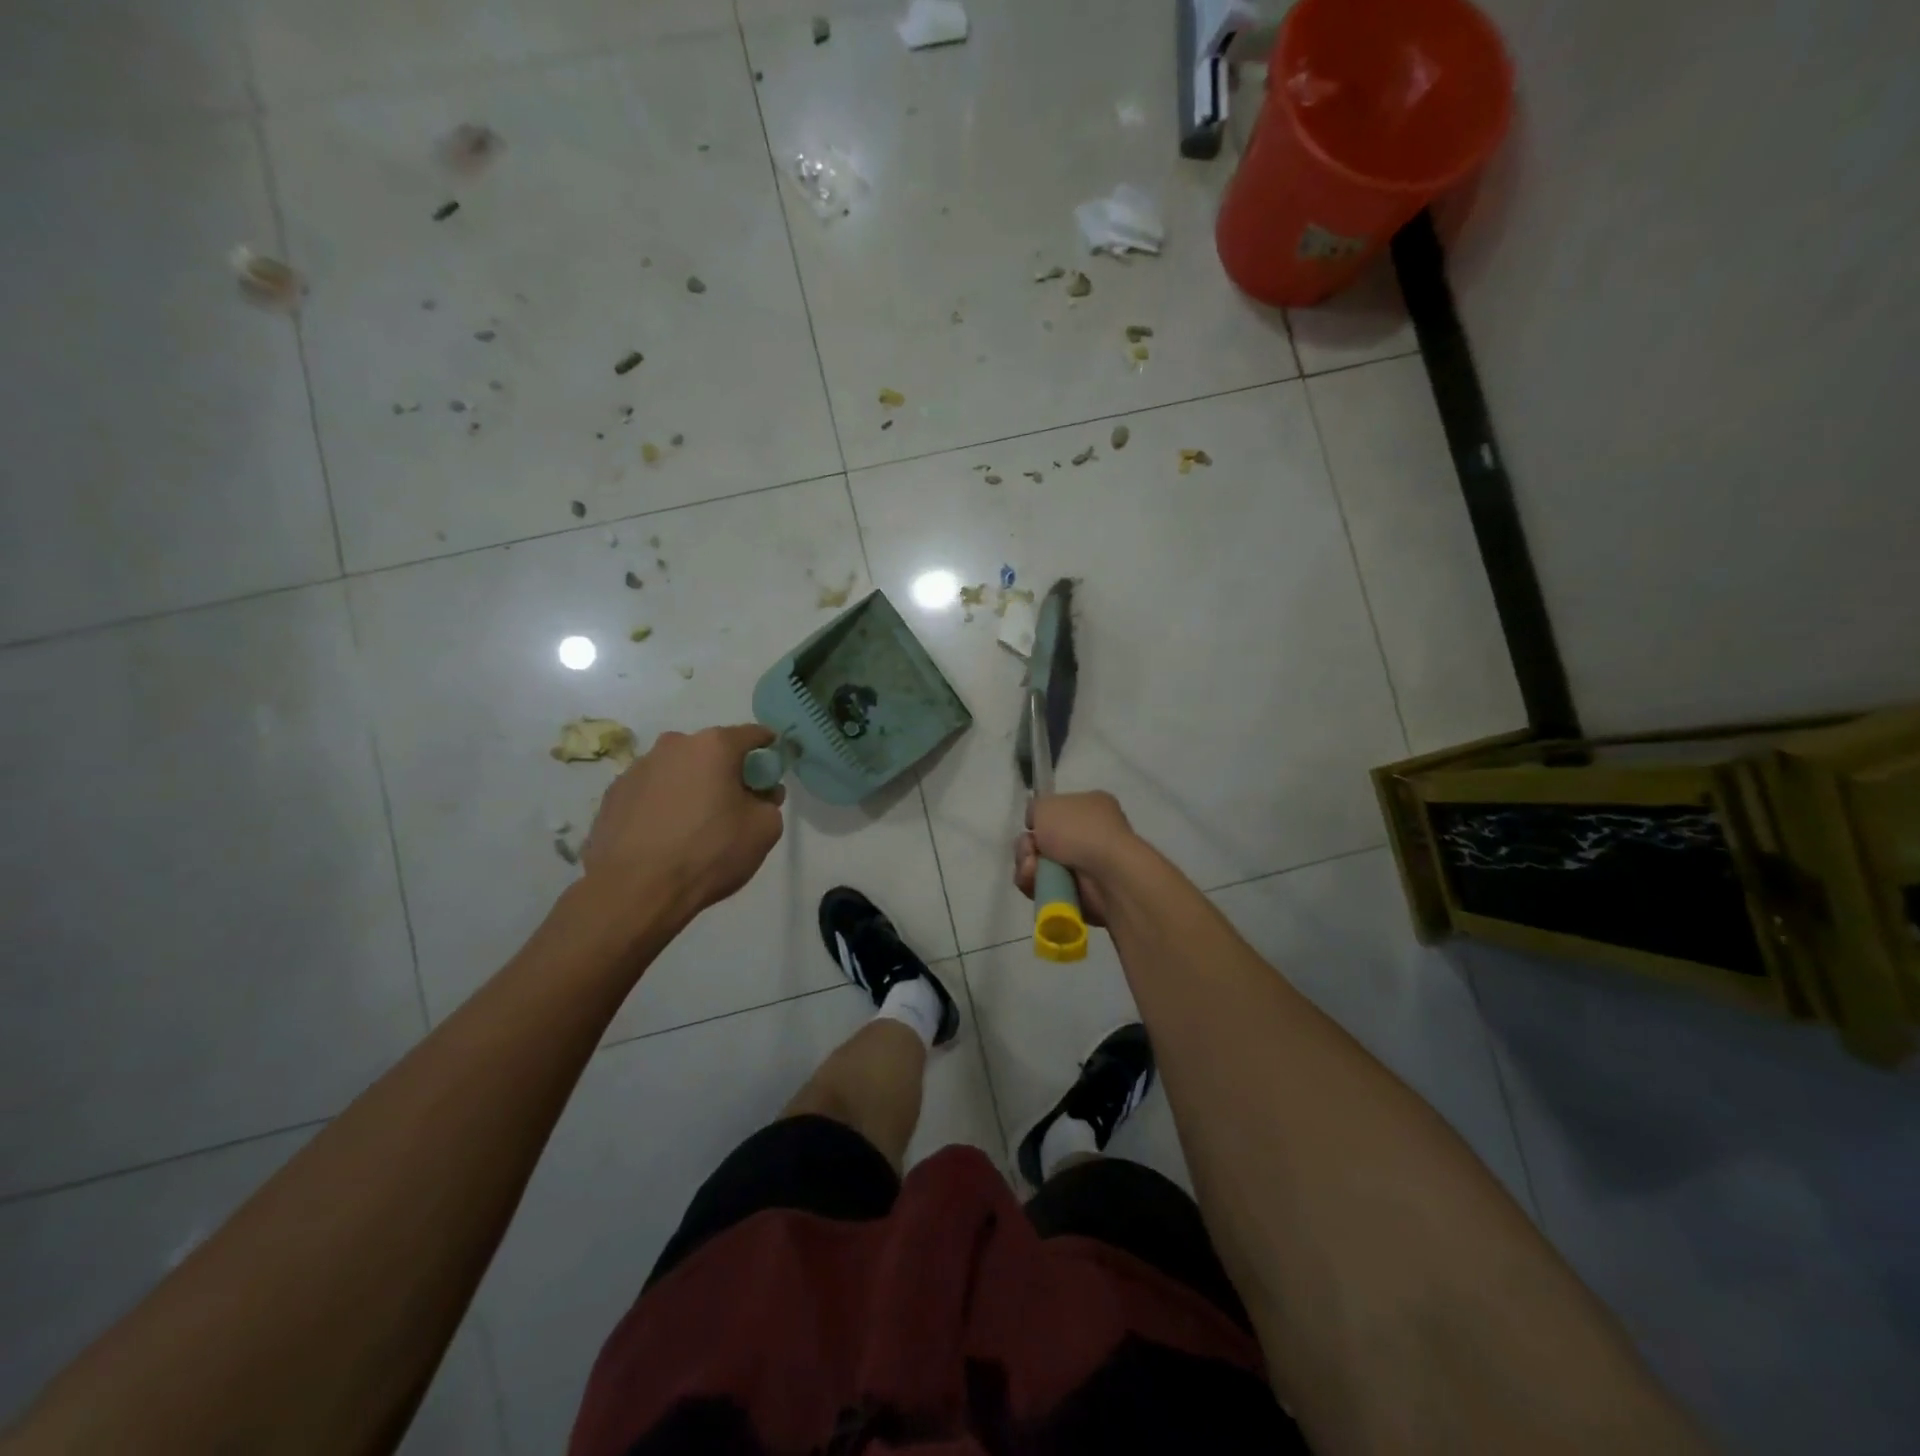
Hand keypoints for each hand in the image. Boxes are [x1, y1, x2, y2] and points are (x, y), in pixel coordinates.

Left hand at [582, 724, 784, 924]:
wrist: (635, 891)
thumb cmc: (709, 853)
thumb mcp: (764, 830)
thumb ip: (770, 802)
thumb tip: (760, 794)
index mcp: (713, 746)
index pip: (753, 735)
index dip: (768, 750)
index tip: (772, 771)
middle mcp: (673, 746)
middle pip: (711, 752)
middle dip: (726, 771)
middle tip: (734, 805)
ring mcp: (637, 768)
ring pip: (678, 771)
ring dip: (691, 787)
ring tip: (694, 826)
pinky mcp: (613, 795)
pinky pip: (650, 792)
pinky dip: (662, 805)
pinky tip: (665, 837)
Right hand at [1013, 791, 1138, 926]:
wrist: (1106, 873)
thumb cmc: (1079, 830)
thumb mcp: (1047, 805)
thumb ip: (1035, 809)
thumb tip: (1036, 826)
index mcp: (1090, 808)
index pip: (1056, 814)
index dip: (1038, 822)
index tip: (1031, 827)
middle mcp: (1089, 836)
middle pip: (1042, 843)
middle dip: (1027, 848)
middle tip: (1030, 852)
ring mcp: (1086, 867)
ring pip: (1039, 868)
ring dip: (1028, 868)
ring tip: (1032, 870)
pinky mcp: (1079, 895)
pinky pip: (1046, 890)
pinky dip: (1036, 887)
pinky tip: (1037, 883)